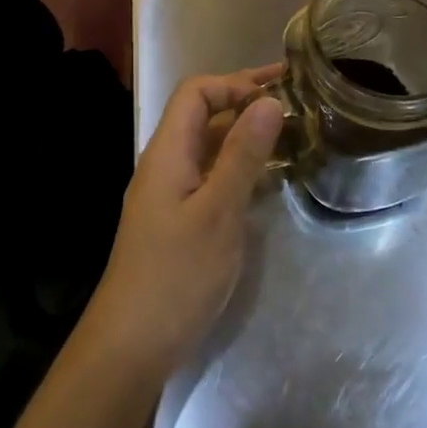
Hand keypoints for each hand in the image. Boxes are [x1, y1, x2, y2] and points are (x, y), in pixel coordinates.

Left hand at [76, 65, 285, 389]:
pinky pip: (210, 175)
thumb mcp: (218, 212)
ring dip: (244, 134)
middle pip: (202, 115)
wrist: (132, 344)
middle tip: (294, 100)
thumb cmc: (176, 274)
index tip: (277, 90)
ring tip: (290, 133)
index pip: (196, 93)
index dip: (234, 84)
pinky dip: (239, 166)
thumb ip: (243, 156)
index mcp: (168, 152)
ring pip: (208, 146)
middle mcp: (166, 164)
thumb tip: (269, 101)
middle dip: (244, 101)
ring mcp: (170, 192)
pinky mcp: (178, 219)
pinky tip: (268, 178)